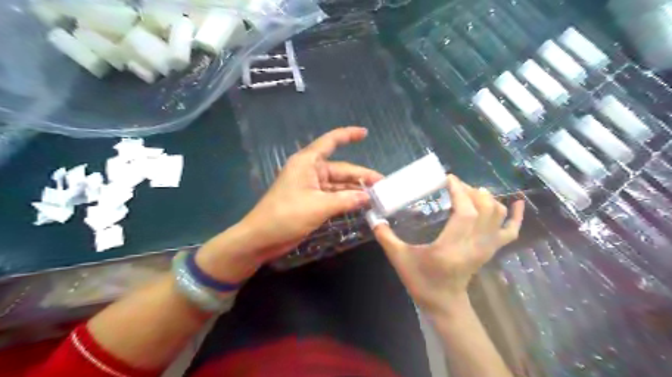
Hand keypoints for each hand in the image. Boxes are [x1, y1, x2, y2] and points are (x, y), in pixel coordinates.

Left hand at [194, 127, 382, 281]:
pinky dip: (346, 200)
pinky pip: (333, 197)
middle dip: (361, 176)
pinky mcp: (311, 202)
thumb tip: (368, 197)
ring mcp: (311, 188)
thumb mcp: (319, 206)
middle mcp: (311, 171)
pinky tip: (361, 205)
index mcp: (308, 163)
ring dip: (355, 190)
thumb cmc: (286, 216)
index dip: (348, 135)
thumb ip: (346, 200)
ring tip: (376, 196)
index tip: (365, 133)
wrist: (261, 238)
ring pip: (338, 185)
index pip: (330, 142)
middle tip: (383, 185)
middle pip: (341, 169)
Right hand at [372, 175, 524, 315]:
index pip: (465, 212)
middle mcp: (474, 246)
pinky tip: (517, 202)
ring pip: (497, 215)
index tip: (448, 178)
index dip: (459, 191)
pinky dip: (516, 215)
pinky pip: (511, 231)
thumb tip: (374, 218)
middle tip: (454, 185)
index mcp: (451, 247)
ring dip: (486, 198)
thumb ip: (385, 237)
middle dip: (470, 190)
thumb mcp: (400, 259)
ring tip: (469, 192)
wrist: (444, 304)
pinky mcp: (491, 250)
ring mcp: (487, 248)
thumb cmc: (422, 281)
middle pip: (484, 208)